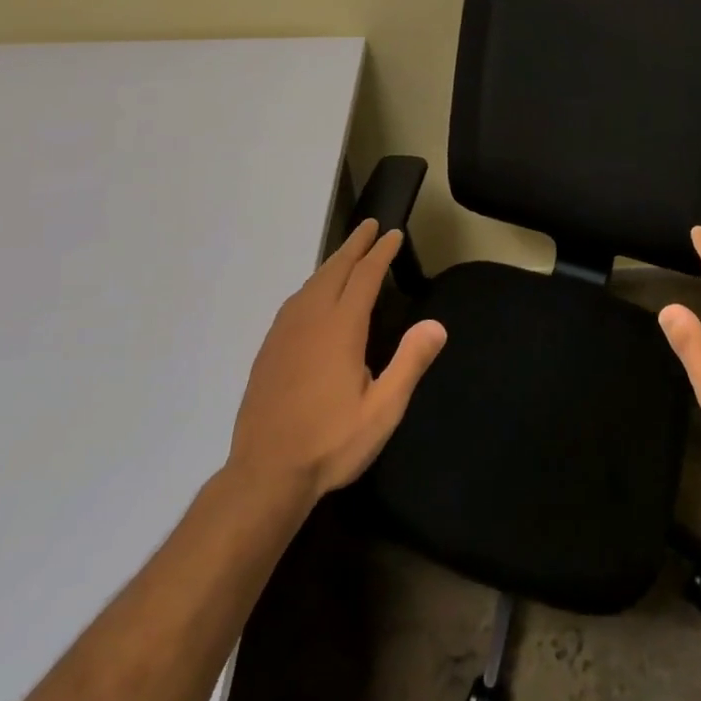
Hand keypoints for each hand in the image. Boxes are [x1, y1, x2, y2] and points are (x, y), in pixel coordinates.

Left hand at [229, 219, 446, 502]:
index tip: (393, 234)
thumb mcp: (383, 410)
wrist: (264, 474)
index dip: (381, 253)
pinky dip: (312, 284)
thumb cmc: (330, 443)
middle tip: (369, 225)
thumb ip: (409, 363)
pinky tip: (313, 295)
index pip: (365, 276)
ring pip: (312, 283)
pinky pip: (295, 301)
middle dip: (354, 245)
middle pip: (334, 269)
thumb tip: (436, 324)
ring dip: (332, 263)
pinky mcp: (269, 348)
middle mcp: (311, 319)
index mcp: (341, 328)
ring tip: (347, 254)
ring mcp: (285, 332)